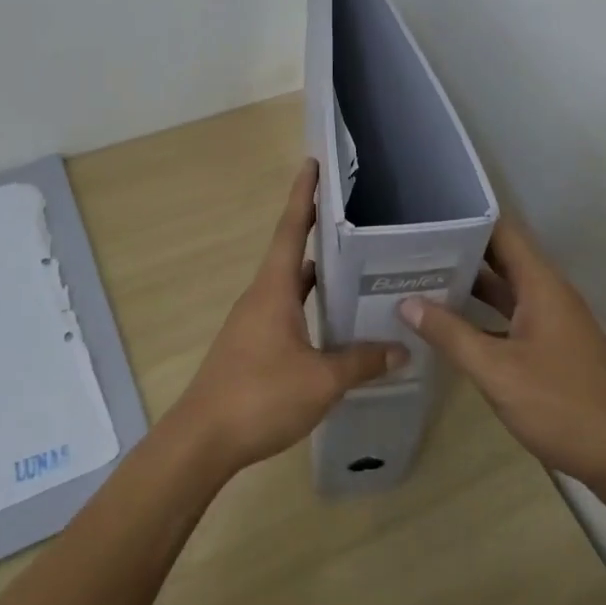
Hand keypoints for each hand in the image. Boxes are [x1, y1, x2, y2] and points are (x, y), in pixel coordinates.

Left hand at [168, 158, 406, 475]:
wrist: (203, 440)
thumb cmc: (260, 396)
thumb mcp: (321, 380)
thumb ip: (362, 361)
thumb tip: (402, 349)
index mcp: (273, 290)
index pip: (290, 229)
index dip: (303, 196)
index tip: (312, 164)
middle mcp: (261, 297)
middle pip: (290, 252)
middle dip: (317, 230)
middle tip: (353, 216)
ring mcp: (253, 322)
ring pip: (289, 285)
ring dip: (316, 273)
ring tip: (354, 265)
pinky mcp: (252, 346)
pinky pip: (286, 311)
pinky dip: (309, 305)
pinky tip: (333, 322)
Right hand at [400, 218, 605, 497]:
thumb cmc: (561, 406)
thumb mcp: (497, 371)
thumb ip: (451, 334)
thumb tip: (407, 302)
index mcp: (542, 285)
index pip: (503, 232)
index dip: (466, 220)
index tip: (426, 219)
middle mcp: (548, 294)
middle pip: (501, 258)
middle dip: (458, 252)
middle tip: (410, 250)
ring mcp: (552, 321)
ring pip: (504, 289)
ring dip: (467, 285)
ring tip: (419, 279)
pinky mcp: (551, 347)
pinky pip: (510, 316)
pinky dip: (481, 314)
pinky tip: (449, 324)